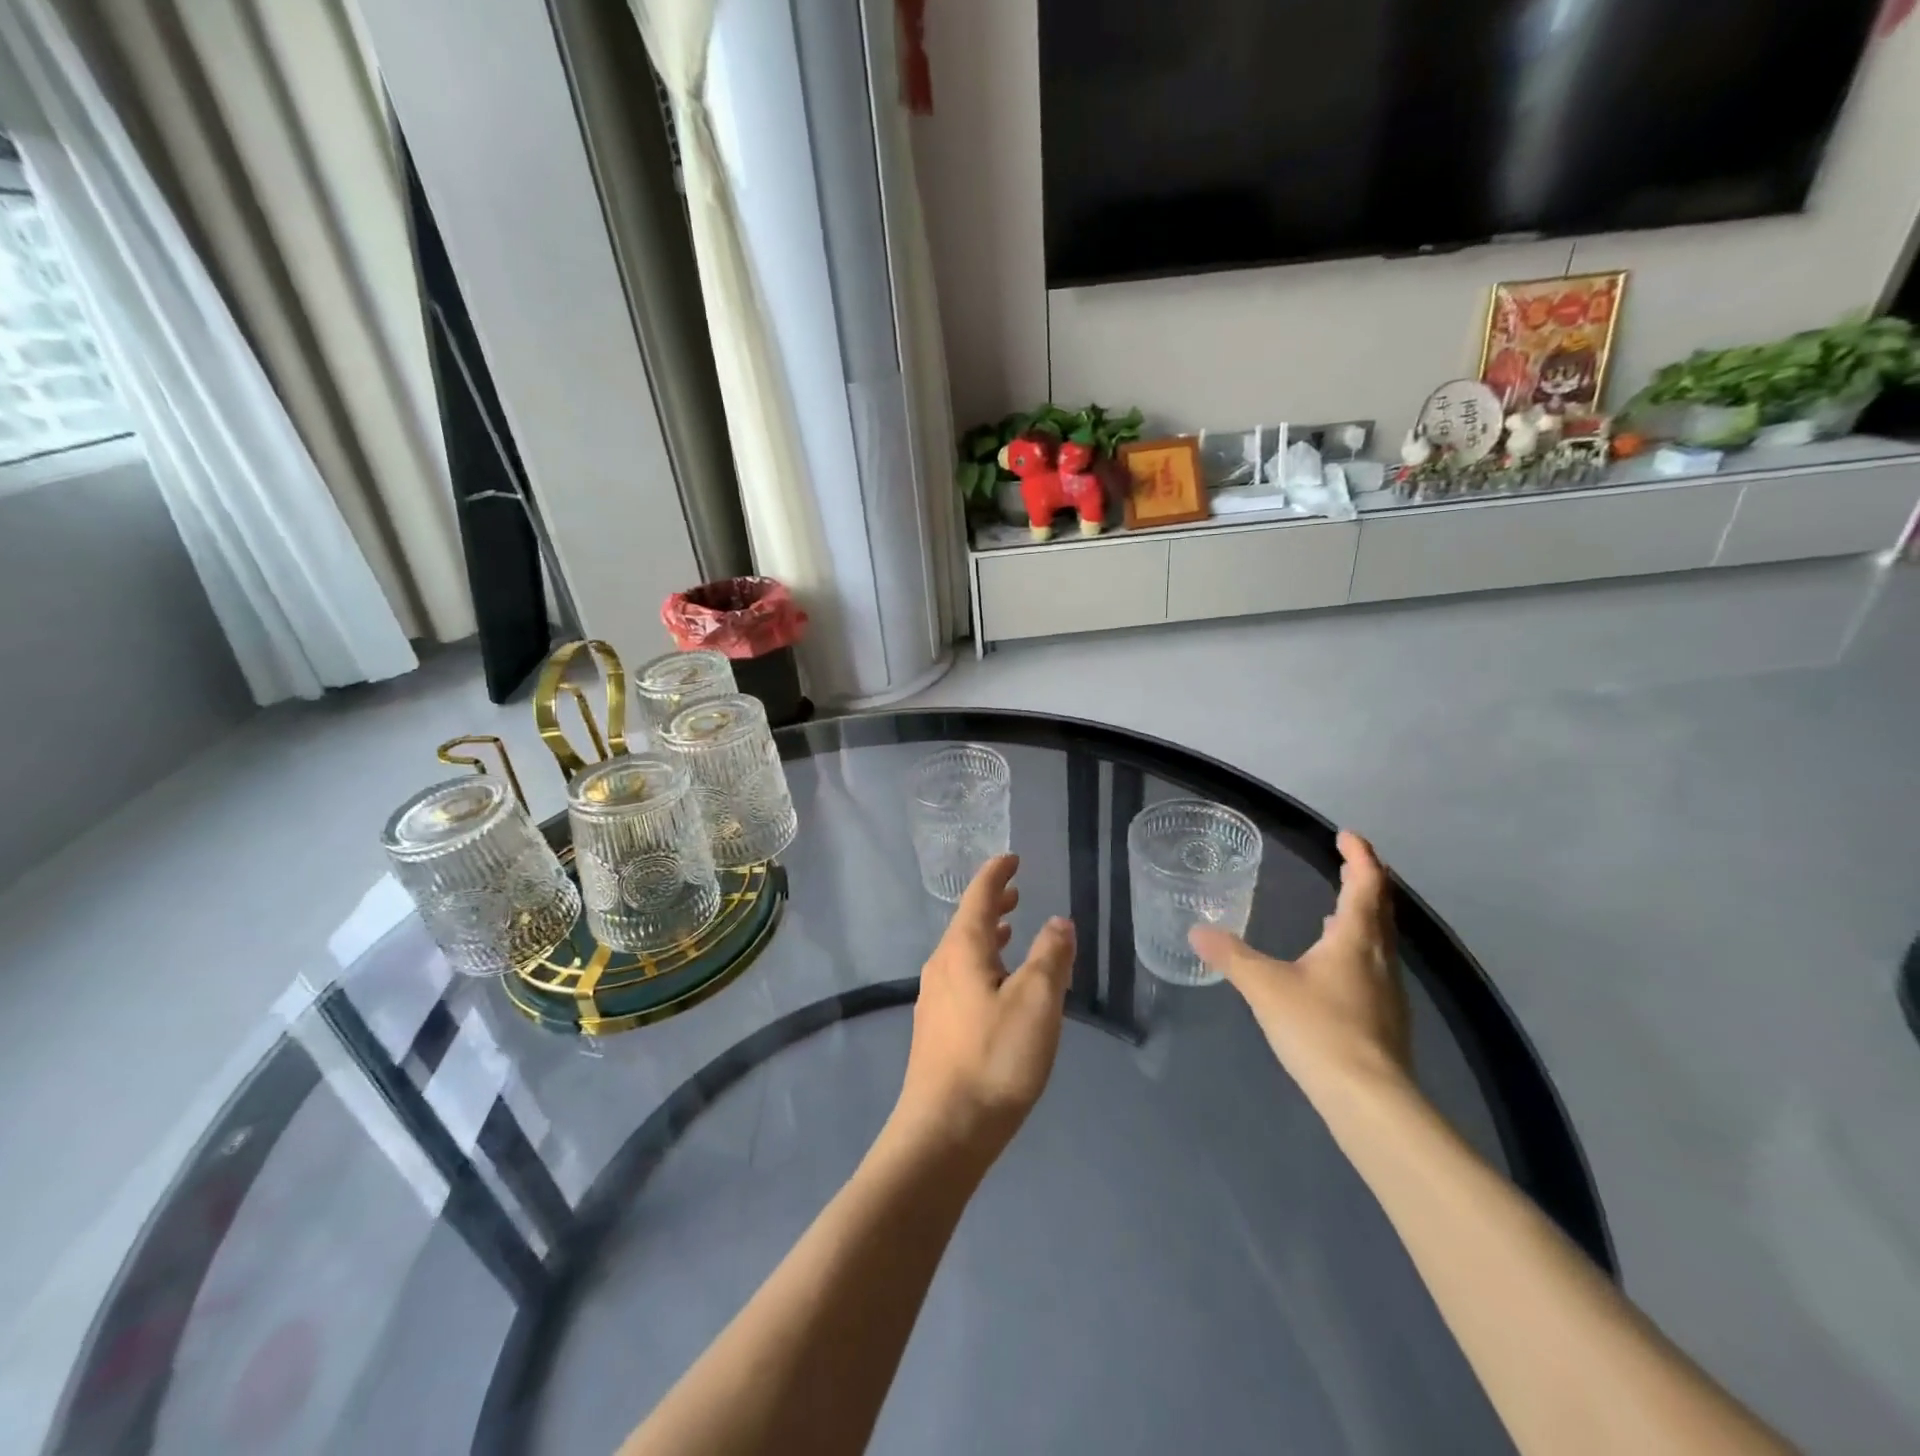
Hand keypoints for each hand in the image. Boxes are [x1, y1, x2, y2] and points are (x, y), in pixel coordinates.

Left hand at [892, 855, 1075, 1168]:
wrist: (943, 1132)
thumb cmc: (994, 1059)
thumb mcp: (1036, 1002)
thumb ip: (1050, 956)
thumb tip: (1058, 921)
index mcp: (962, 949)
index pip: (980, 897)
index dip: (997, 874)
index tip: (1012, 858)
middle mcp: (941, 966)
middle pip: (968, 922)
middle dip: (993, 904)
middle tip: (1016, 892)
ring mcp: (934, 999)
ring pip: (964, 952)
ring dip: (989, 936)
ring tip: (1011, 931)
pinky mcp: (936, 1029)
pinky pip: (962, 977)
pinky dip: (983, 964)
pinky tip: (997, 987)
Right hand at [1190, 830, 1409, 1095]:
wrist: (1370, 1100)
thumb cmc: (1319, 1028)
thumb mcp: (1265, 986)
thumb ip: (1231, 956)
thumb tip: (1197, 930)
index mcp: (1355, 938)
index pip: (1367, 883)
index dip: (1360, 855)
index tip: (1346, 835)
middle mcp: (1380, 957)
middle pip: (1381, 907)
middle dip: (1366, 880)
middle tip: (1348, 862)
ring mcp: (1388, 990)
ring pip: (1380, 938)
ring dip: (1363, 916)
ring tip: (1337, 910)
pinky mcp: (1386, 1018)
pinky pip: (1375, 965)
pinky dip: (1358, 948)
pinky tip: (1334, 966)